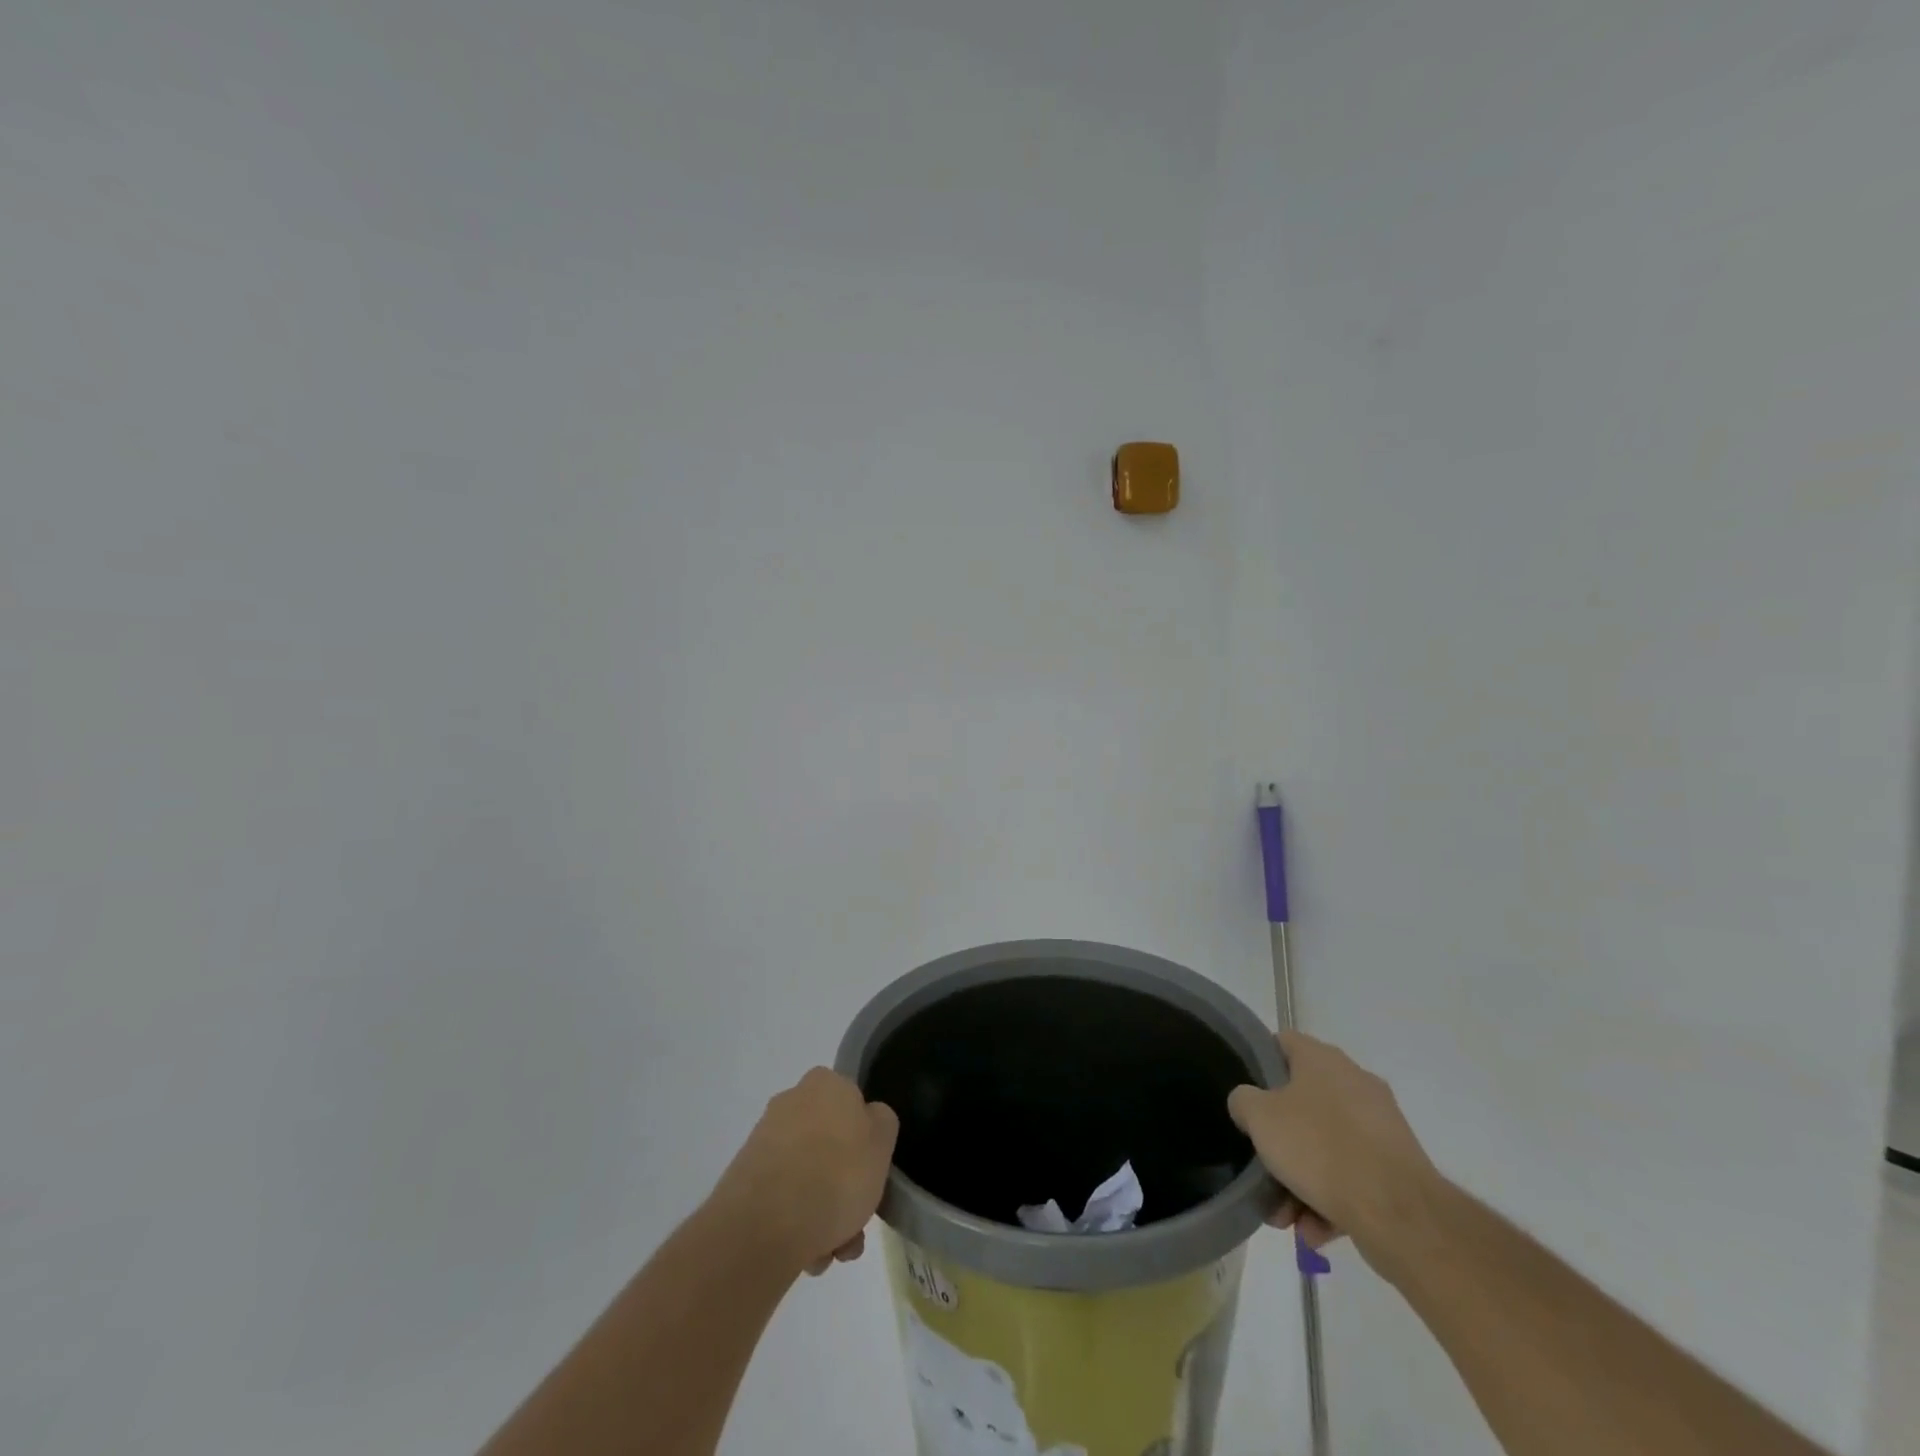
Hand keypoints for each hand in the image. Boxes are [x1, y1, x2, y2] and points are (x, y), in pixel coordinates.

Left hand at [712, 1067, 898, 1277]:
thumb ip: (882, 1123)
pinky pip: (783, 1199)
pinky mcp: (745, 1179)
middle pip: (831, 1146)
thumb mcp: (882, 1141)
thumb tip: (867, 1120)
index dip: (867, 1142)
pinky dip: (798, 1224)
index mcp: (825, 1083)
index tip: (872, 1175)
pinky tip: (808, 1255)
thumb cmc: (836, 1174)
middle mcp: (791, 1101)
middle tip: (856, 1226)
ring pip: (808, 1177)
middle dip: (845, 1189)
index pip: (854, 1104)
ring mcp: (764, 1141)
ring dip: (825, 1214)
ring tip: (832, 1252)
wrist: (764, 1226)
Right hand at [1228, 1031, 1437, 1261]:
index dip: (1259, 1062)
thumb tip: (1249, 1103)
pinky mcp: (1397, 1168)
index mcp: (1323, 1059)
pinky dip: (1331, 1201)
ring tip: (1286, 1218)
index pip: (1282, 1043)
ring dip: (1301, 1181)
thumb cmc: (1319, 1147)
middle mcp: (1355, 1083)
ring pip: (1326, 1147)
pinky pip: (1352, 1177)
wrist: (1399, 1213)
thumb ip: (1244, 1101)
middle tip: (1262, 1169)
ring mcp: (1380, 1126)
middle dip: (1279, 1142)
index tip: (1245, 1094)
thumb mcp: (1260, 1117)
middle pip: (1302, 1104)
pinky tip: (1315, 1231)